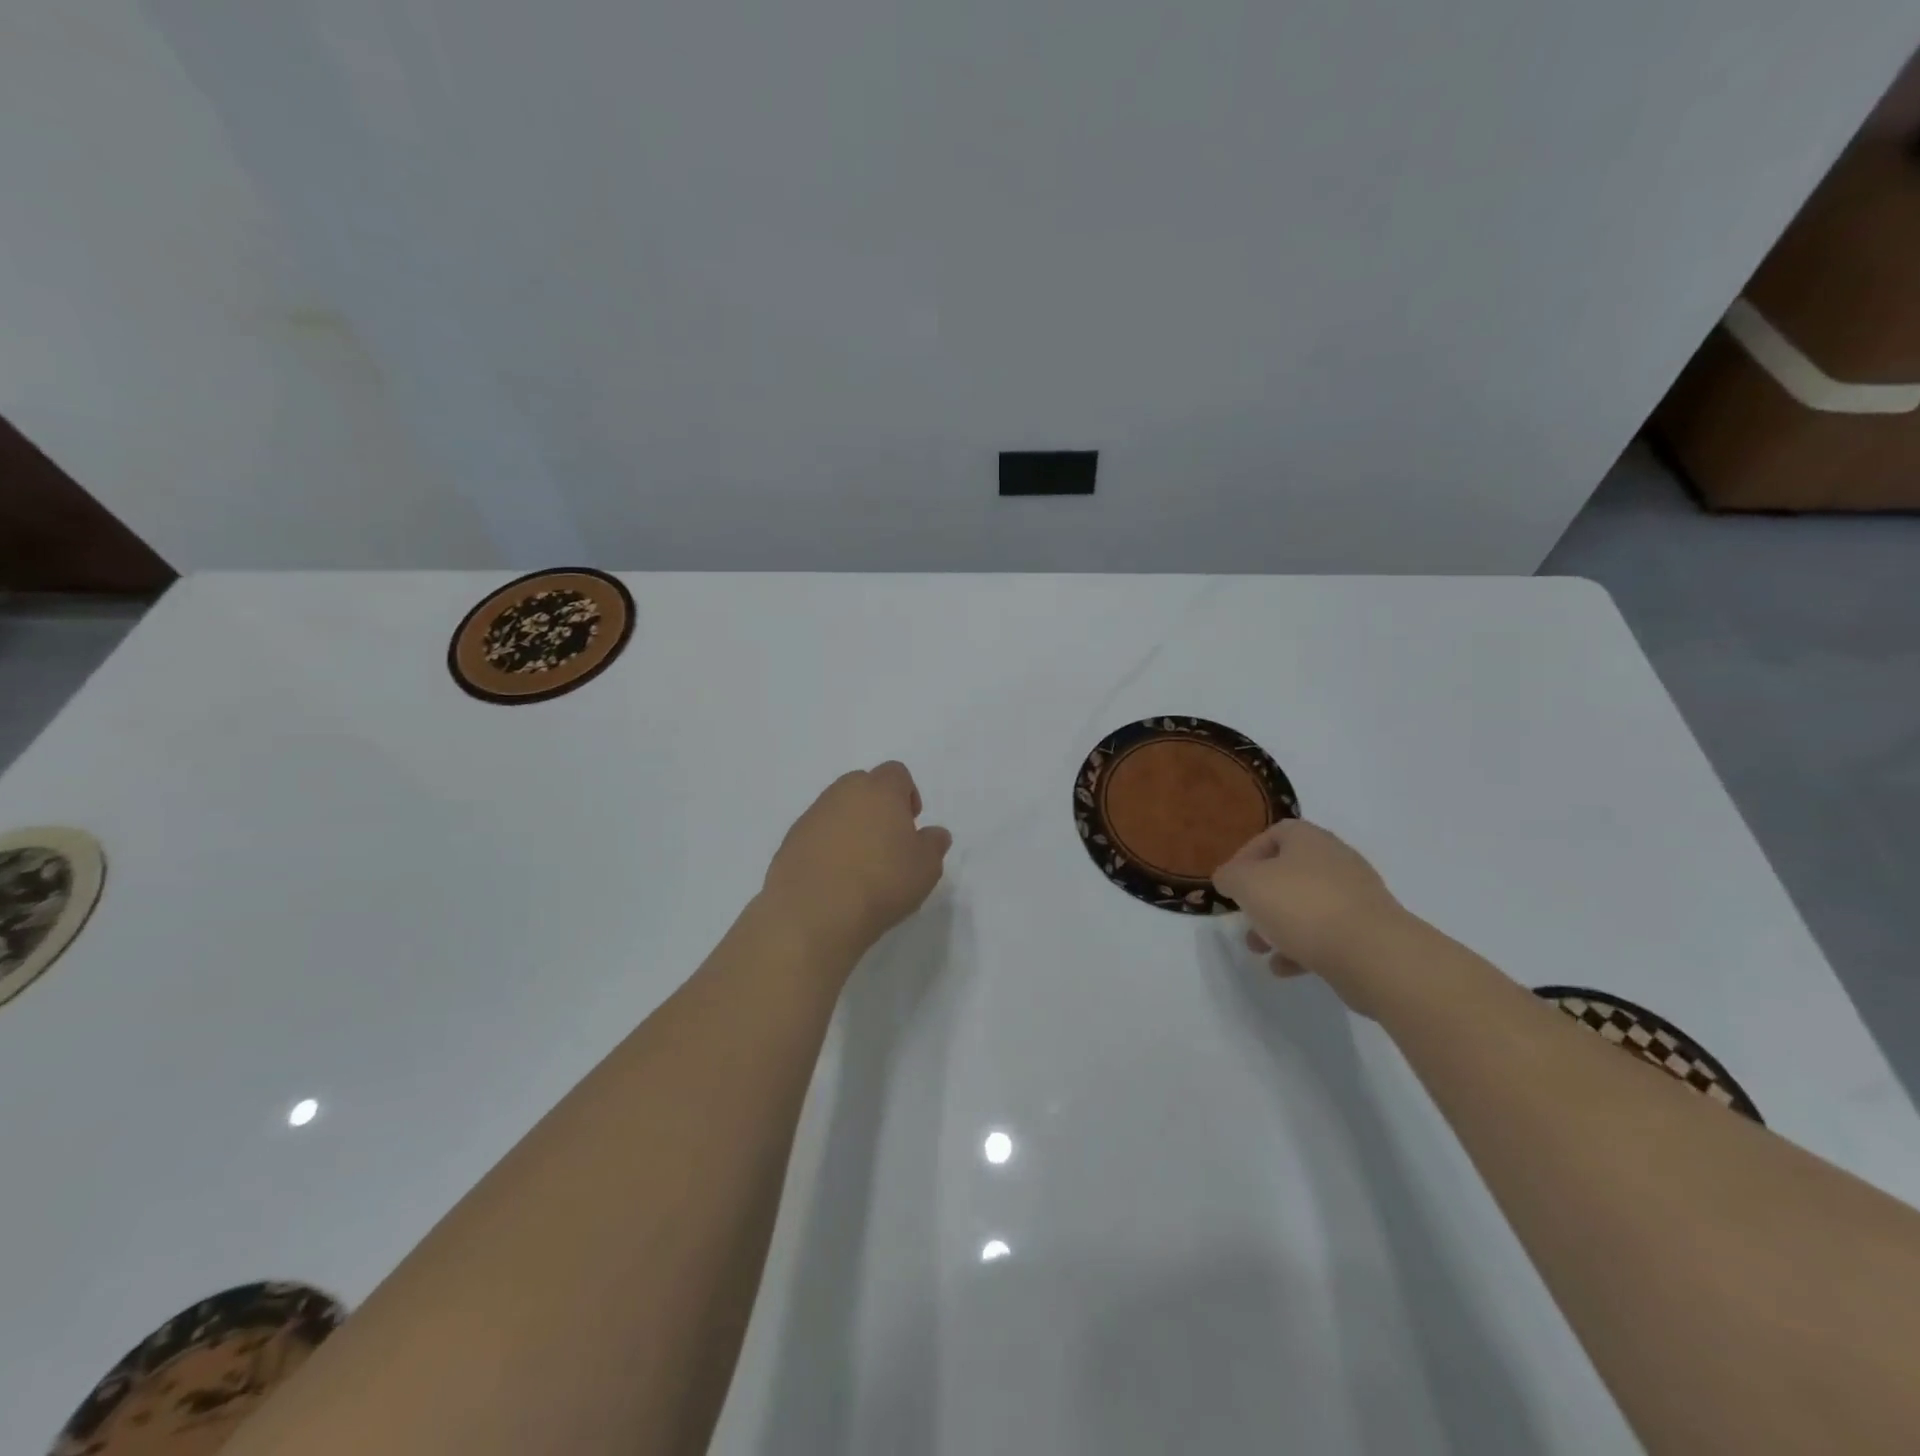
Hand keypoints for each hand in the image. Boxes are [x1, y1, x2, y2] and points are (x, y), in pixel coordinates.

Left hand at [760, 761, 952, 964]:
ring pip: (837, 809)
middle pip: (863, 785)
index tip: (911, 824)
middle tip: (887, 842)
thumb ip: (933, 844)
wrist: (815, 912)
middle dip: (876, 806)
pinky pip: (816, 834)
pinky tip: (834, 878)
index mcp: (880, 790)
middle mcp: (843, 793)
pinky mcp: (790, 840)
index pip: (896, 773)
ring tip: (859, 865)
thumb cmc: (882, 883)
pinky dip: (826, 847)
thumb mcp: (926, 868)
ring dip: (850, 826)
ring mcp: (813, 815)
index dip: (907, 794)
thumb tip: (934, 834)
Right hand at [1212, 820, 1412, 1012]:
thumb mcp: (1247, 884)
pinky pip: (1326, 935)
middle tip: (1245, 916)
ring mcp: (1356, 898)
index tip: (1231, 883)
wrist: (1373, 954)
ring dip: (1278, 926)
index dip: (1247, 855)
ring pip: (1306, 906)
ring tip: (1259, 948)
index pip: (1274, 834)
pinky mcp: (1368, 932)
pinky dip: (1302, 949)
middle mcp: (1336, 861)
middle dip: (1261, 897)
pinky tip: (1284, 968)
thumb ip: (1230, 876)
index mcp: (1310, 840)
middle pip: (1289, 873)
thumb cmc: (1302, 906)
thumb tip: (1229, 878)